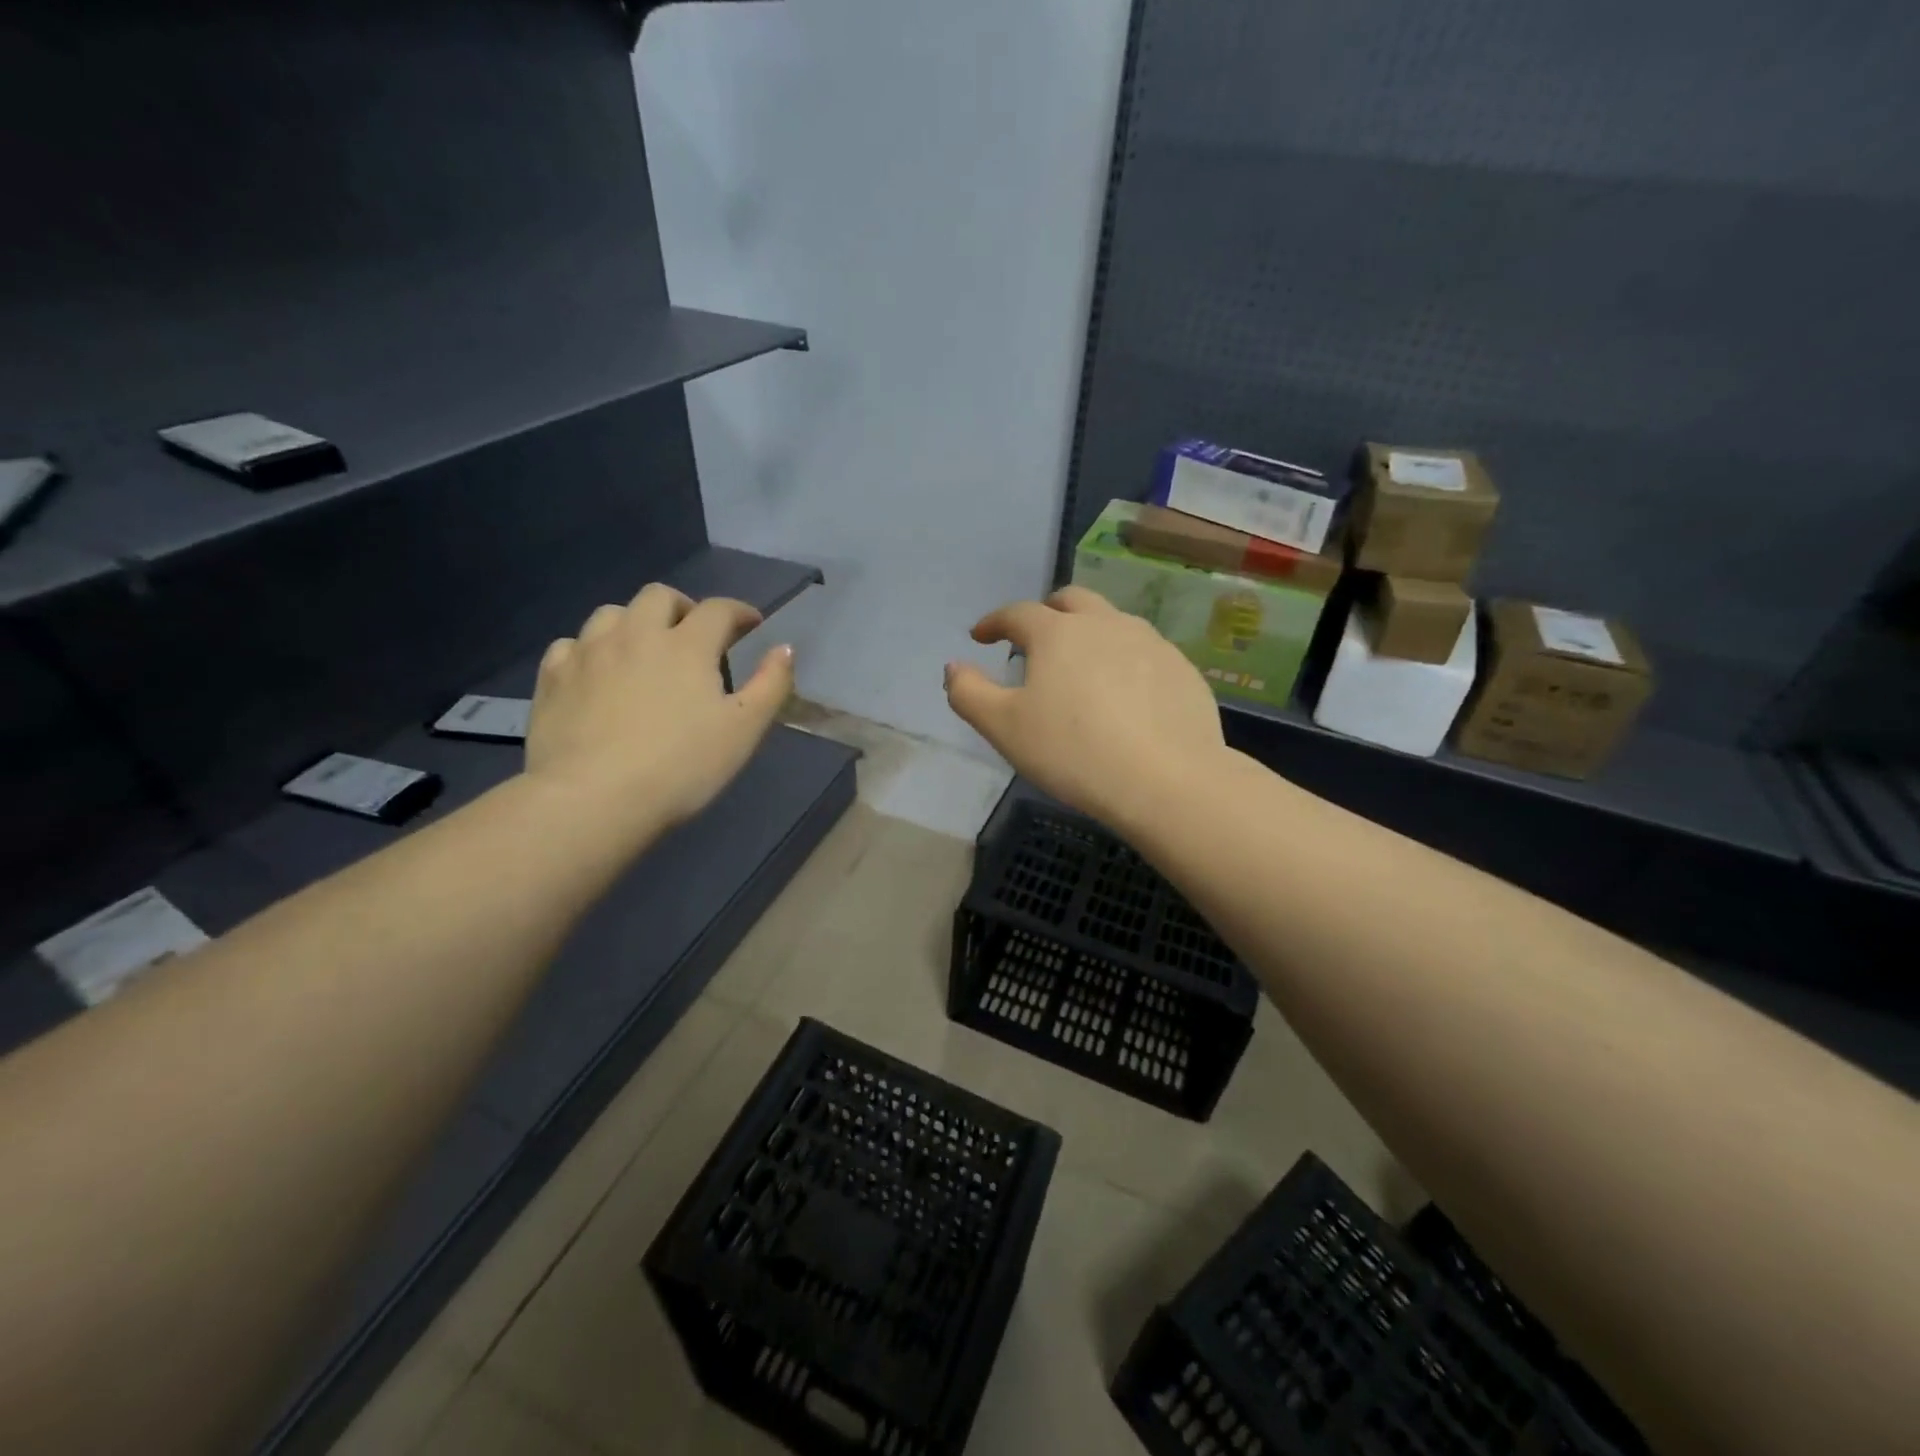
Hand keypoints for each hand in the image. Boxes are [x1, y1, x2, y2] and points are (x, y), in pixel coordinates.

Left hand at [524, 584, 793, 827]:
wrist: (593, 799)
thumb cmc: (681, 767)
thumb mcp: (744, 731)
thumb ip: (770, 685)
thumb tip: (784, 648)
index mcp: (686, 645)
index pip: (718, 609)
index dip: (740, 612)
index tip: (751, 625)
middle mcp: (635, 634)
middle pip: (659, 596)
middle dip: (683, 607)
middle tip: (694, 636)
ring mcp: (588, 653)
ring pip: (611, 613)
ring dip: (634, 623)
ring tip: (643, 652)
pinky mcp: (552, 678)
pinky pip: (572, 645)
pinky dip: (590, 650)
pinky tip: (597, 674)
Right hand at [945, 586, 1224, 825]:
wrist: (1166, 781)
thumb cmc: (1074, 752)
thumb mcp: (1004, 728)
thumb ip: (969, 693)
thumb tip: (954, 666)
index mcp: (1058, 633)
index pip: (1017, 613)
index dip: (994, 622)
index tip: (981, 635)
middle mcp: (1106, 624)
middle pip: (1071, 600)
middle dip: (1046, 613)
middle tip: (1034, 638)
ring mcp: (1150, 643)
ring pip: (1112, 622)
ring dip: (1089, 633)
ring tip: (1081, 666)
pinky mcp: (1182, 669)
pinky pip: (1144, 652)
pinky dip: (1124, 661)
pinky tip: (1125, 695)